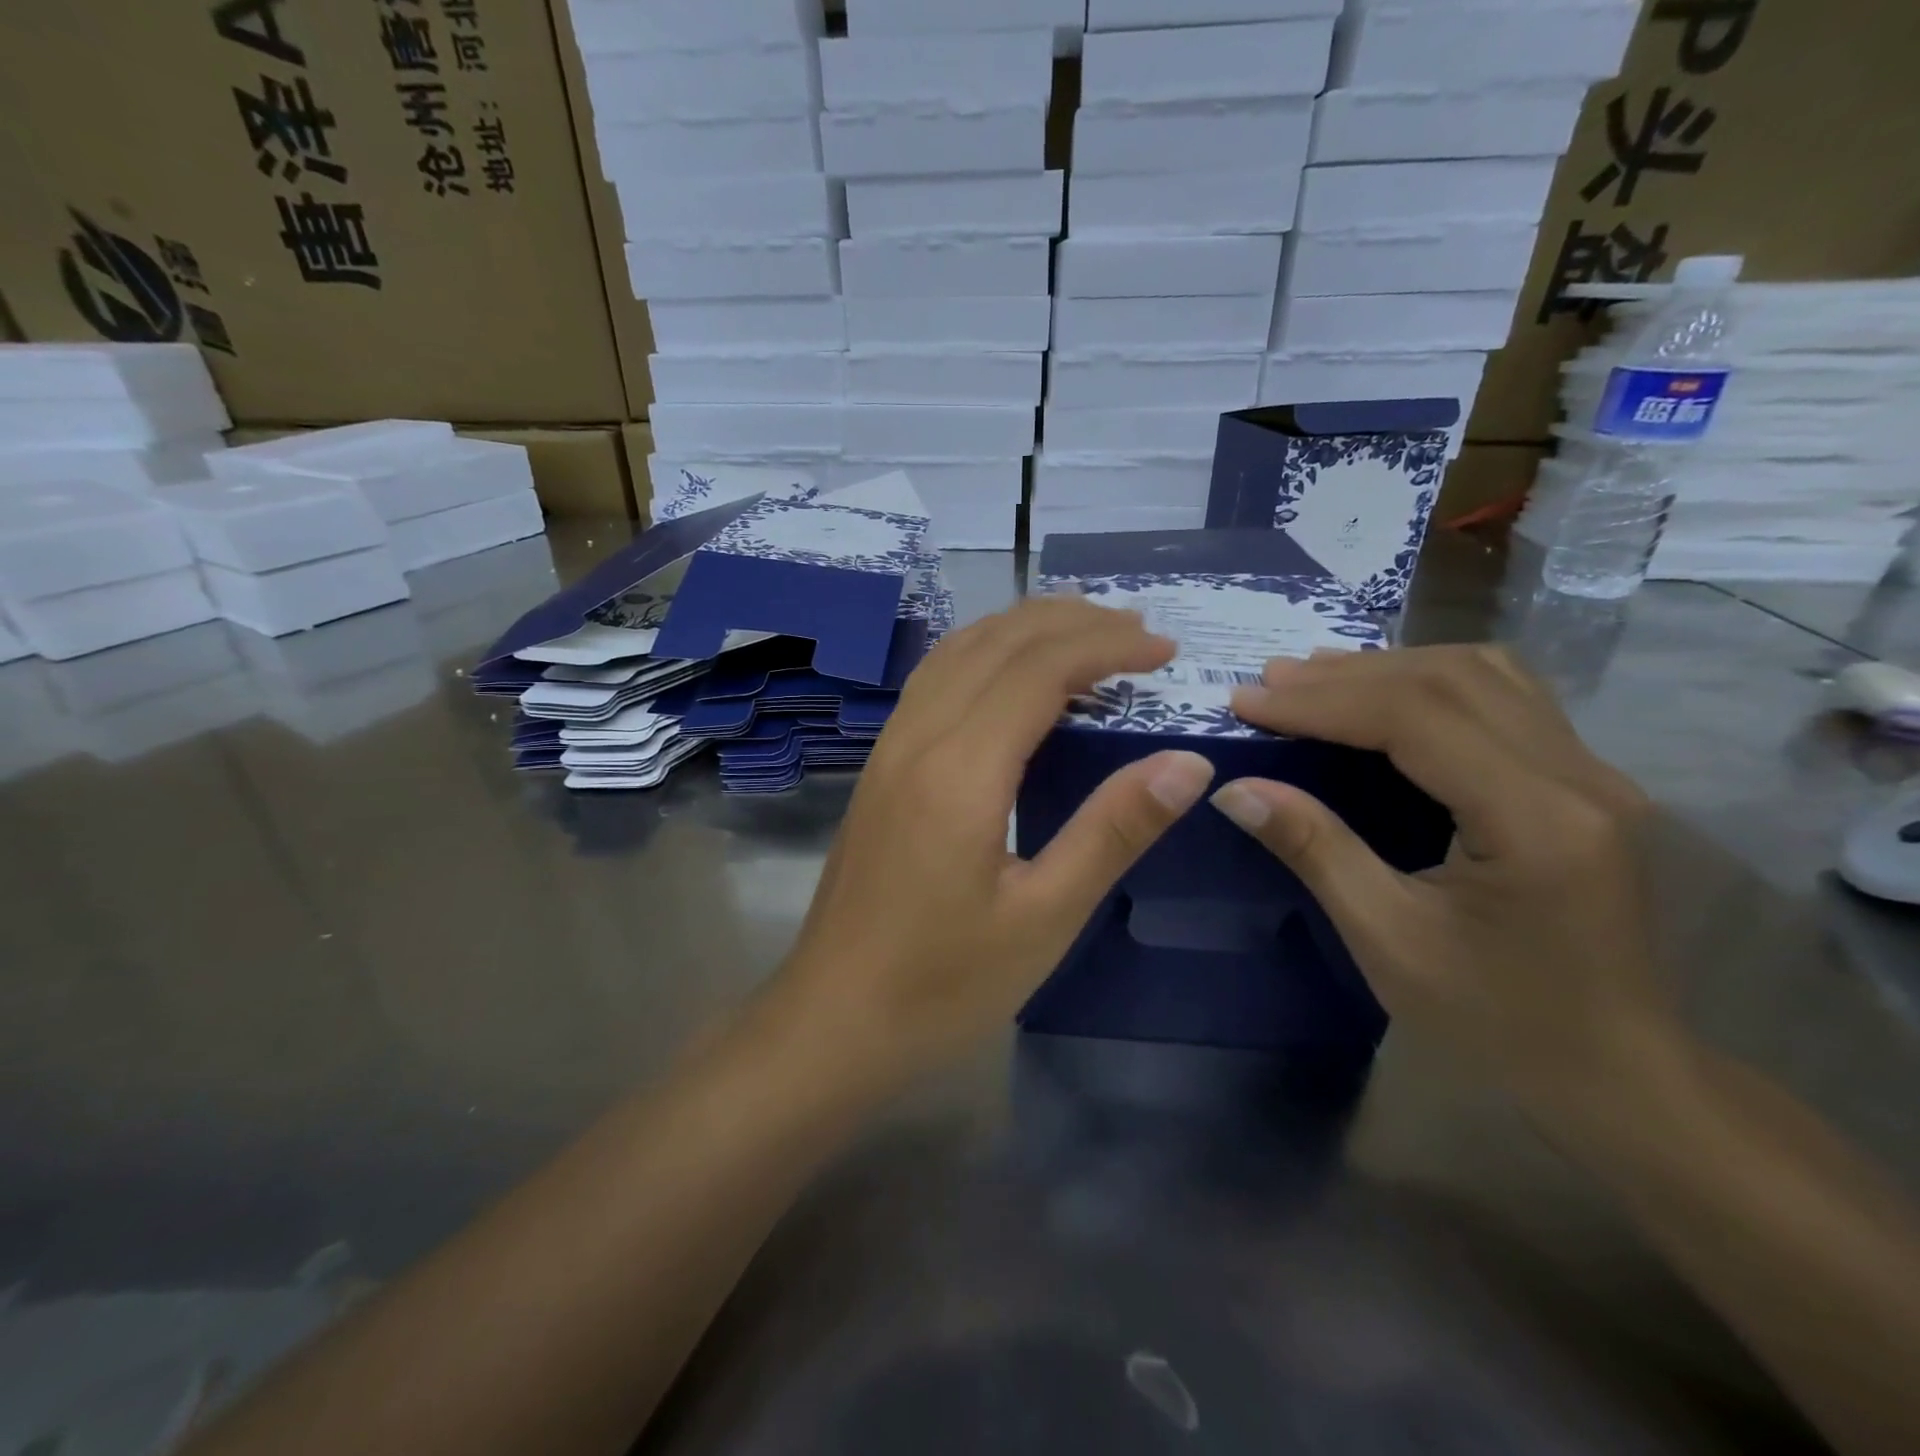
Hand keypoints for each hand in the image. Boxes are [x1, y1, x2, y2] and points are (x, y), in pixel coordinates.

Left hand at [771, 597, 1216, 1083]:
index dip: (1107, 646)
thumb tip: (1187, 762)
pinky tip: (1008, 674)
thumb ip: (1113, 830)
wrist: (831, 1022)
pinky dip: (983, 654)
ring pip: (957, 652)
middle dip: (1070, 622)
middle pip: (996, 642)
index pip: (1040, 669)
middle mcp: (917, 739)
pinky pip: (933, 681)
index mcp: (960, 770)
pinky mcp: (878, 769)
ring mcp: (888, 750)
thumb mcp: (1044, 918)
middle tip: (1137, 631)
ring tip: (1083, 631)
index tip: (1165, 651)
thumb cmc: (941, 985)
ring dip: (1022, 628)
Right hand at [1212, 646, 1675, 1113]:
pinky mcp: (1587, 783)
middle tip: (1268, 683)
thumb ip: (1314, 849)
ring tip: (1314, 677)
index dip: (1322, 702)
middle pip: (1451, 681)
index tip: (1248, 701)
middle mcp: (1582, 779)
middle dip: (1346, 677)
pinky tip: (1386, 695)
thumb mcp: (1387, 939)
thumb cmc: (1495, 1021)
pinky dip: (1431, 682)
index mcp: (1537, 822)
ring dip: (1391, 667)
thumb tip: (1234, 788)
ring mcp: (1596, 775)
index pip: (1416, 719)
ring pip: (1485, 675)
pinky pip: (1505, 698)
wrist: (1617, 1075)